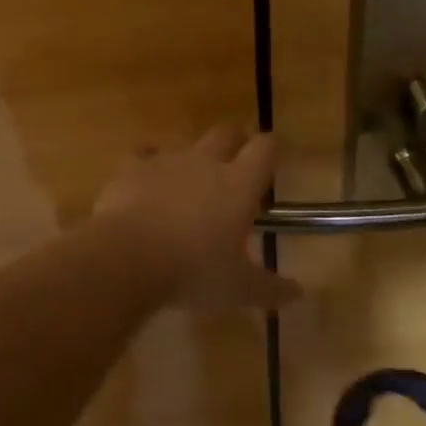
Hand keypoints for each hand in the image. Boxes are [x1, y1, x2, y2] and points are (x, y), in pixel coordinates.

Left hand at [95, 125, 296, 311]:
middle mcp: (206, 162)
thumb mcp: (238, 288)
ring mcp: (166, 161)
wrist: (127, 257)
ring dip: (191, 158)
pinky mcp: (131, 168)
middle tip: (235, 162)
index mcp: (239, 184)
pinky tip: (145, 180)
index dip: (271, 150)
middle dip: (235, 141)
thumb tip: (298, 293)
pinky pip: (143, 154)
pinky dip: (147, 163)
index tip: (272, 159)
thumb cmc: (193, 271)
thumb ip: (270, 288)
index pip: (265, 149)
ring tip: (187, 182)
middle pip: (226, 132)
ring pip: (185, 144)